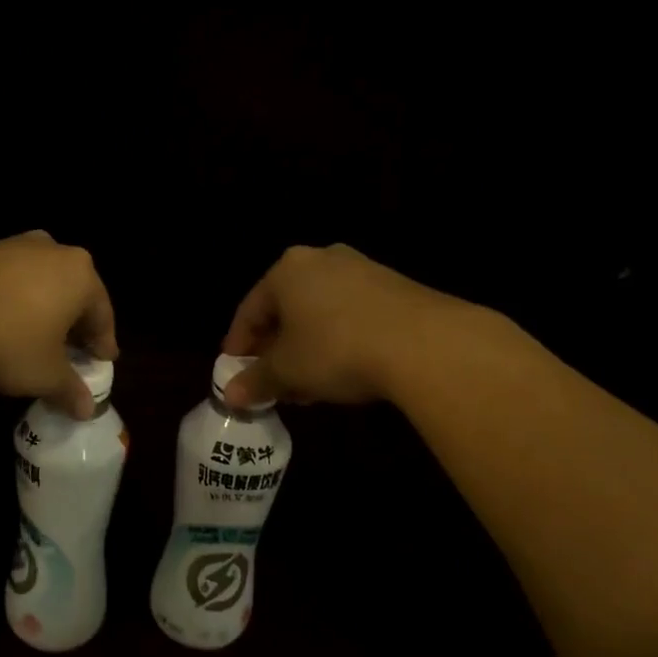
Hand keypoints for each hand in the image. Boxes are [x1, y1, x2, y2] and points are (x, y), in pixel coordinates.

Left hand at [0, 232, 117, 416]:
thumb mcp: (45, 374)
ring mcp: (9, 246)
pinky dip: (10, 302)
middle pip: (71, 292)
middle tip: (71, 351)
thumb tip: (87, 409)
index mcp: (79, 274)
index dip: (103, 341)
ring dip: (40, 310)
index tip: (103, 361)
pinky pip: (5, 281)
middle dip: (73, 323)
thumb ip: (70, 389)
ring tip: (34, 339)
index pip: (102, 313)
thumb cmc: (7, 342)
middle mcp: (50, 250)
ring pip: (37, 283)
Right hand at [219, 244, 474, 407]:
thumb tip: (230, 396)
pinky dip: (338, 342)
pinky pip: (351, 316)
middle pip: (286, 310)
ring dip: (307, 349)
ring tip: (306, 386)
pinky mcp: (395, 288)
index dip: (238, 345)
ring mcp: (362, 270)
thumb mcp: (287, 371)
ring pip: (319, 314)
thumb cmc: (336, 350)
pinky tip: (342, 373)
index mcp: (287, 270)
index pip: (250, 310)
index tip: (234, 372)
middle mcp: (322, 260)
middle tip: (271, 382)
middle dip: (275, 349)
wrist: (426, 344)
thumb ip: (255, 381)